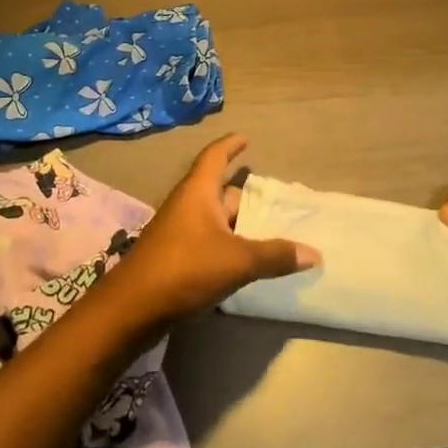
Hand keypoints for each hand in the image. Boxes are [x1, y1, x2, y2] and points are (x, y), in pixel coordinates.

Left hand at [104, 134, 320, 326]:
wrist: (132, 308)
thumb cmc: (185, 269)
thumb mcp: (237, 261)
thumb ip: (275, 256)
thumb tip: (314, 253)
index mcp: (198, 192)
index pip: (214, 156)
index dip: (230, 145)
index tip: (246, 138)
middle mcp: (186, 205)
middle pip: (218, 190)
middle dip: (243, 194)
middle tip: (272, 200)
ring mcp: (177, 232)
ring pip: (213, 218)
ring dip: (236, 222)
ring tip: (266, 230)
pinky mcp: (173, 257)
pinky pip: (206, 240)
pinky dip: (226, 244)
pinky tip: (243, 261)